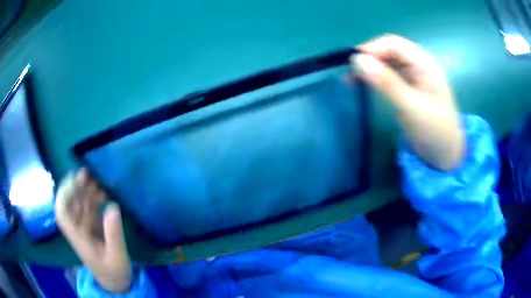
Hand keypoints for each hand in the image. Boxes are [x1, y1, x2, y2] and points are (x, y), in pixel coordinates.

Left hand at [55, 168, 131, 292]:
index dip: (64, 194)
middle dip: (75, 187)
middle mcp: (77, 229)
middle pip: (69, 203)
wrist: (115, 282)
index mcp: (77, 238)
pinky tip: (103, 193)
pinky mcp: (91, 227)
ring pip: (79, 203)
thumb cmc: (114, 272)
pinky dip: (94, 198)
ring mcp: (84, 227)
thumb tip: (113, 206)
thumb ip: (114, 234)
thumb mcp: (117, 256)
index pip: (62, 213)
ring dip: (85, 190)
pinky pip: (89, 208)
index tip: (75, 181)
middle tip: (87, 173)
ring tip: (97, 180)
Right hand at [352, 35, 463, 170]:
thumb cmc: (434, 131)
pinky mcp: (407, 89)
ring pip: (387, 63)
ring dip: (369, 68)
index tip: (352, 63)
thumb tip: (357, 60)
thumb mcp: (411, 107)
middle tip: (349, 74)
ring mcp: (413, 77)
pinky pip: (388, 76)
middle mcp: (418, 65)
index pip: (393, 44)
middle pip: (388, 51)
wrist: (445, 156)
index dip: (372, 49)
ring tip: (350, 80)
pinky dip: (374, 78)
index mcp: (424, 63)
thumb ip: (387, 82)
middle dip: (368, 59)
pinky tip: (363, 84)